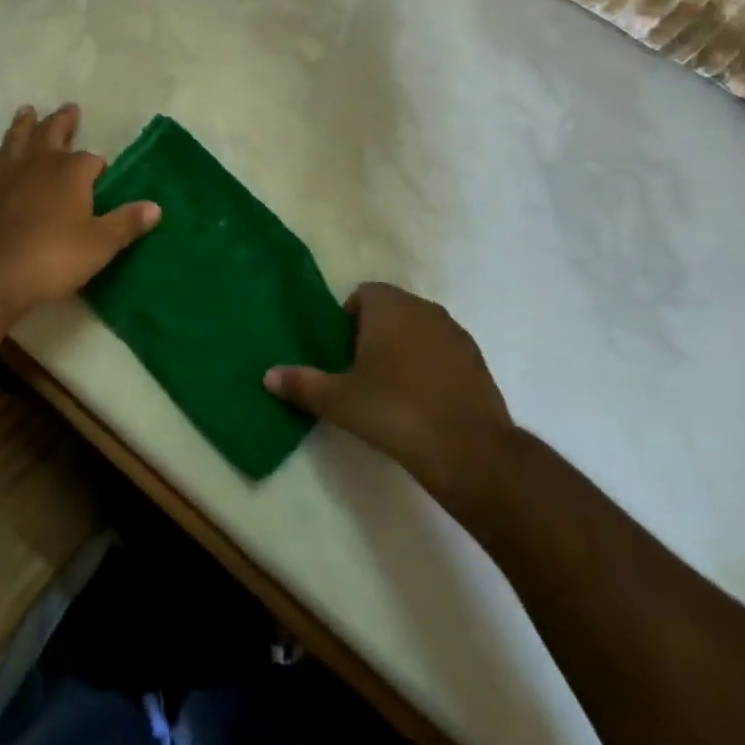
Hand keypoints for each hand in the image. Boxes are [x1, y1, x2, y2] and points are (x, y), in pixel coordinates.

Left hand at [0, 104, 159, 323]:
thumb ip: (126, 223)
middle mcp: (39, 163)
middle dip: (63, 121)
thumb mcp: (100, 245)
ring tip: (27, 111)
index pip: (91, 159)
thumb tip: (155, 207)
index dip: (98, 165)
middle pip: (52, 132)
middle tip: (69, 108)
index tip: (102, 172)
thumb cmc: (54, 258)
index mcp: (71, 171)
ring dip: (24, 125)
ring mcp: (6, 174)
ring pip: (16, 140)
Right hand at [265, 283, 514, 510]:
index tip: (342, 354)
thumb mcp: (339, 401)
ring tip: (391, 389)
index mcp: (389, 306)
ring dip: (404, 349)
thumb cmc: (395, 411)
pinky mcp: (477, 360)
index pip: (362, 294)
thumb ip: (302, 384)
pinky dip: (430, 367)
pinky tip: (423, 402)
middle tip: (360, 373)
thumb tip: (267, 376)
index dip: (348, 320)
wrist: (470, 450)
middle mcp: (424, 308)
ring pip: (418, 330)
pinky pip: (442, 352)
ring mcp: (455, 333)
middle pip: (391, 310)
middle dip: (374, 334)